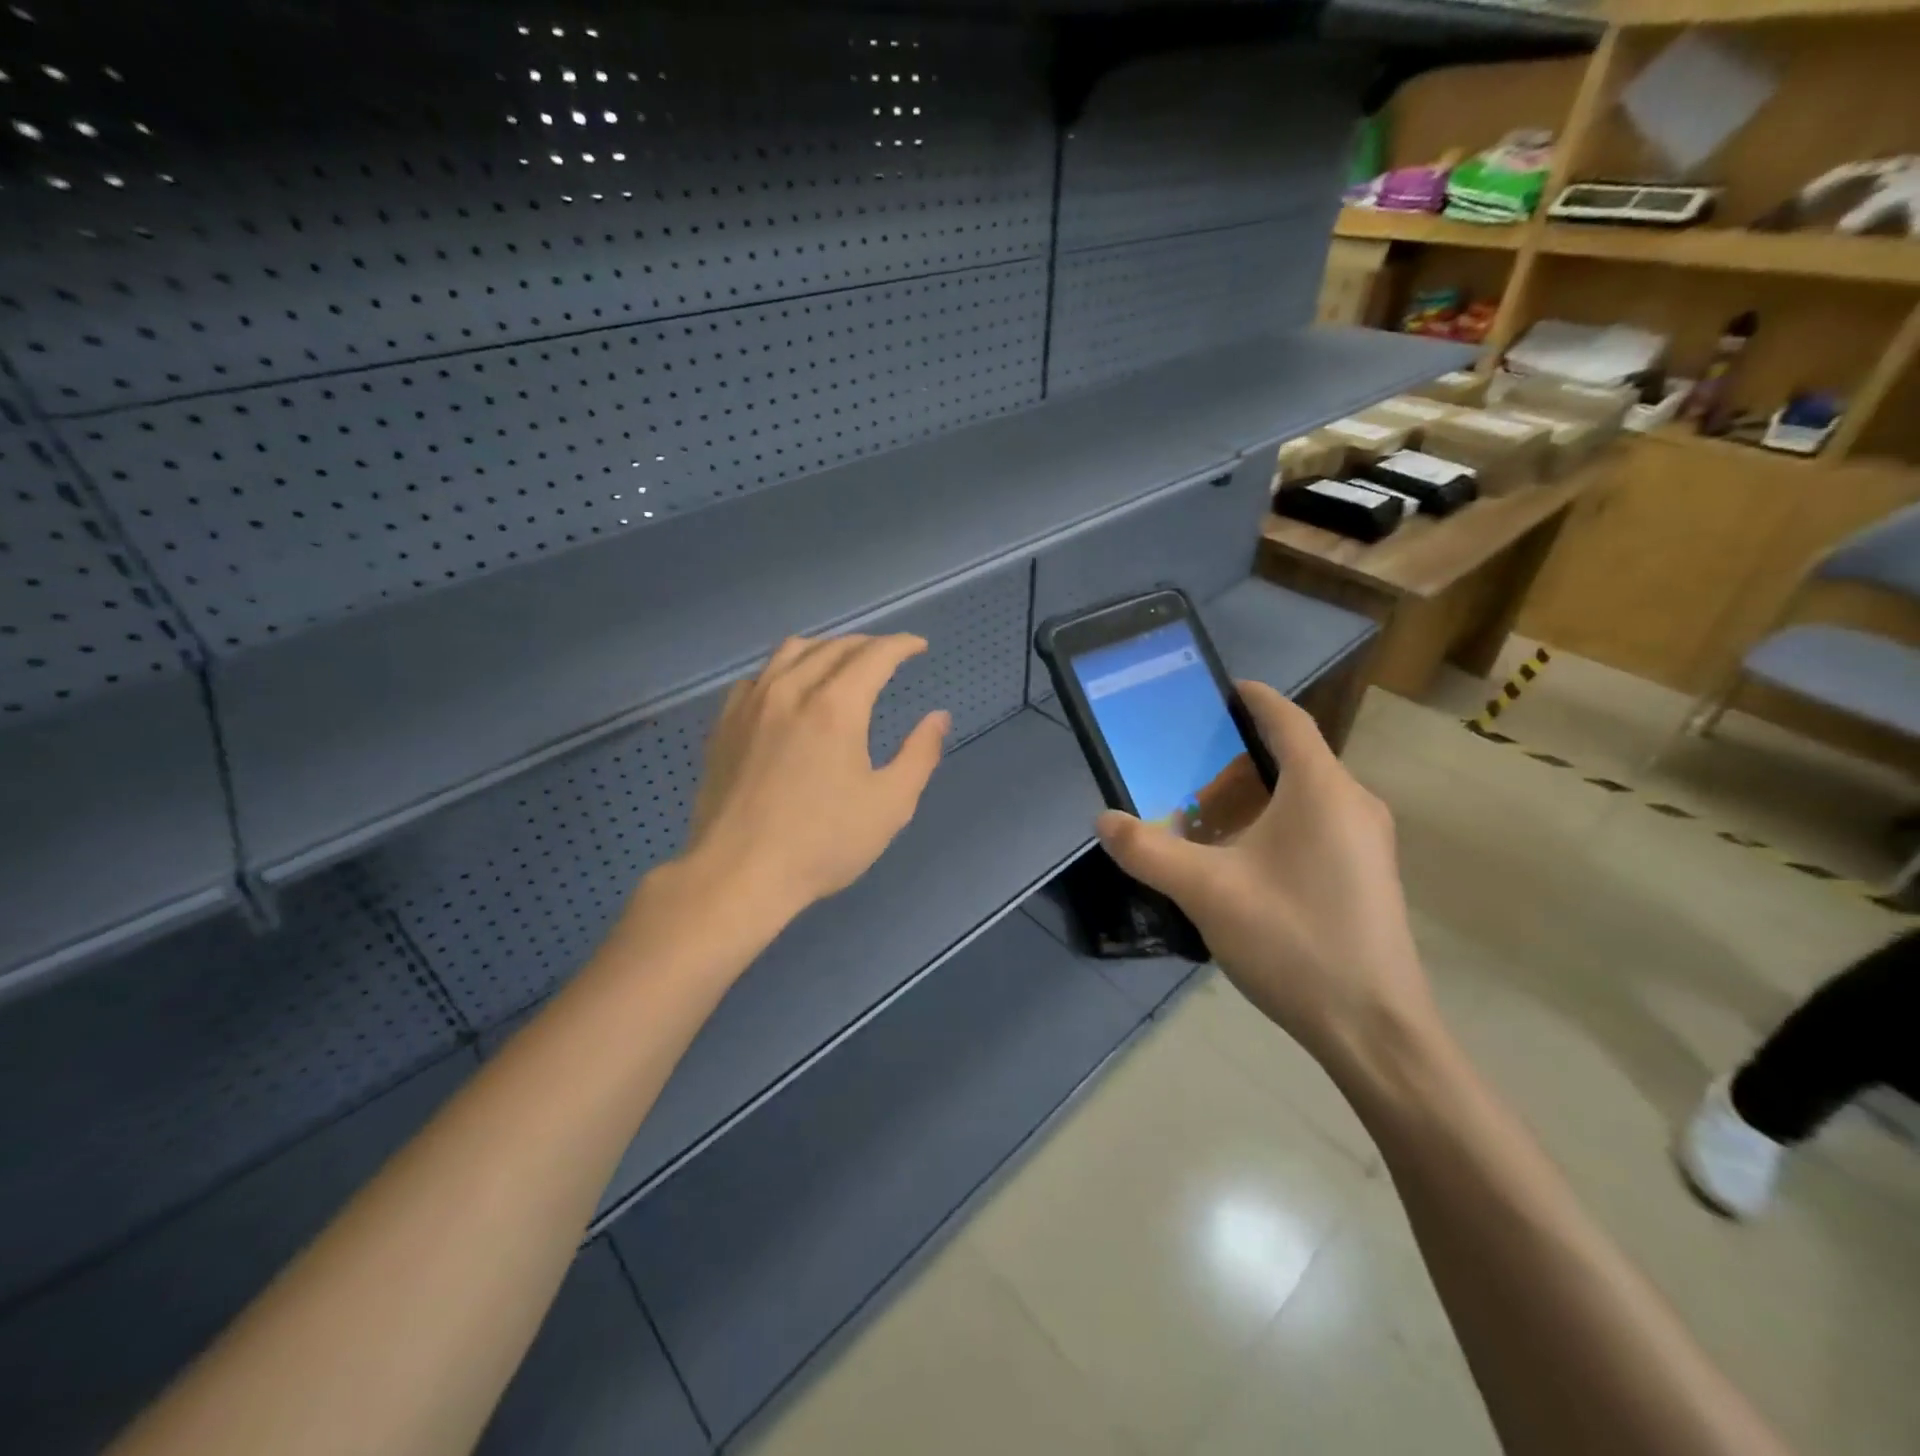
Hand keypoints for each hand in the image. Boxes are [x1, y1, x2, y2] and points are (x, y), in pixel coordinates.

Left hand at [681, 633, 950, 921]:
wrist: (738, 873)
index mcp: (835, 707)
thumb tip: (939, 717)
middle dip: (868, 644)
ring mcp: (751, 704)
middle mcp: (791, 690)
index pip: (874, 655)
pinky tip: (789, 690)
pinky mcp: (725, 724)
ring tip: (842, 663)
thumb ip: (920, 755)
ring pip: (790, 651)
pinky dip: (784, 670)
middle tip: (888, 656)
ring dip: (825, 648)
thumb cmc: (822, 843)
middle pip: (834, 646)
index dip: (901, 644)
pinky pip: (758, 677)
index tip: (919, 646)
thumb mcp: (890, 805)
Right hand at [1095, 681, 1435, 1066]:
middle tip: (1186, 768)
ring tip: (1204, 814)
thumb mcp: (1206, 892)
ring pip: (1303, 796)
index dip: (1252, 697)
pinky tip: (1240, 860)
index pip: (1287, 719)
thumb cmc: (1293, 941)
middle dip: (1237, 757)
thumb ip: (1149, 852)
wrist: (1374, 1029)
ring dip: (1254, 796)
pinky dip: (1274, 824)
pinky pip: (1315, 827)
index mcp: (1322, 789)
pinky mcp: (1367, 875)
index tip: (1216, 690)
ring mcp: (1367, 842)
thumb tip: (1103, 820)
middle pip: (1293, 758)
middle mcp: (1353, 804)